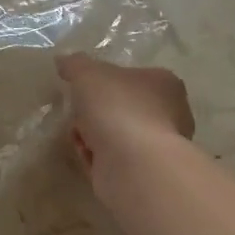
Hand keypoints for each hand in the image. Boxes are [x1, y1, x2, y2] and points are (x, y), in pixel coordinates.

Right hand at [57, 54, 194, 177]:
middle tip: (77, 114)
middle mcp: (170, 114)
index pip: (133, 76)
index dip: (104, 82)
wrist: (133, 165)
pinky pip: (113, 160)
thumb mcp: (87, 73)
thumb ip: (74, 63)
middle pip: (122, 108)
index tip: (83, 88)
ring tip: (78, 138)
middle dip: (94, 113)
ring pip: (115, 136)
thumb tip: (63, 60)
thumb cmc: (118, 108)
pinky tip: (86, 157)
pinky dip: (96, 158)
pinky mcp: (145, 174)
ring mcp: (159, 147)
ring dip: (92, 137)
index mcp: (164, 83)